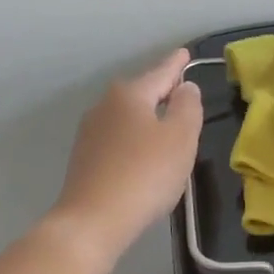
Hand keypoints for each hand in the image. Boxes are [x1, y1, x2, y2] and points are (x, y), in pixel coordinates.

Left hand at [52, 47, 203, 256]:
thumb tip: (185, 87)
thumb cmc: (145, 174)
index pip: (161, 72)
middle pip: (141, 92)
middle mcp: (106, 106)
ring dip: (147, 118)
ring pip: (128, 116)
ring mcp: (91, 132)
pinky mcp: (85, 158)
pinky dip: (135, 139)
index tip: (184, 53)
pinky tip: (143, 155)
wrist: (93, 220)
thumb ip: (188, 107)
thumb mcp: (180, 138)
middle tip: (182, 94)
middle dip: (161, 91)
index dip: (176, 64)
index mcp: (130, 94)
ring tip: (166, 126)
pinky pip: (118, 138)